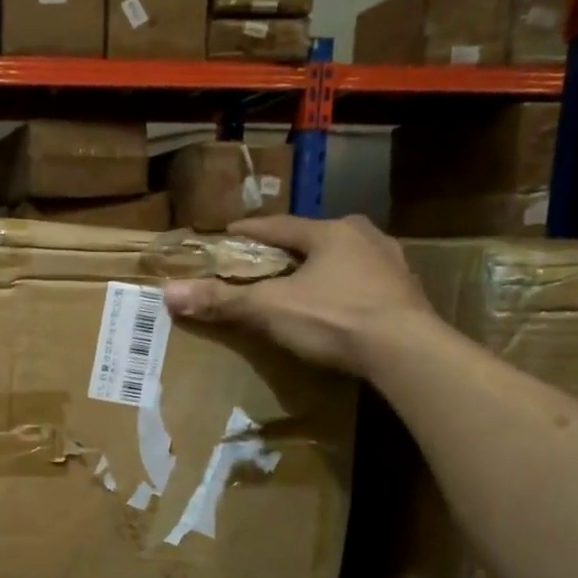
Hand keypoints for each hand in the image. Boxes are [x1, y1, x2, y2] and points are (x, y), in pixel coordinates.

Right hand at [163, 214, 435, 374]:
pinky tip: (339, 305)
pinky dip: (346, 290)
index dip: (250, 231)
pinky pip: (366, 284)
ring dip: (323, 268)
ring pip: (346, 259)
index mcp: (331, 232)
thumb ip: (223, 301)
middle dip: (290, 248)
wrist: (407, 352)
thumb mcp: (270, 309)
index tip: (229, 233)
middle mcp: (366, 238)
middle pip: (316, 238)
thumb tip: (169, 292)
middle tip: (267, 261)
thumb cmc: (334, 319)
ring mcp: (392, 265)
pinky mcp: (408, 294)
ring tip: (303, 282)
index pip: (279, 225)